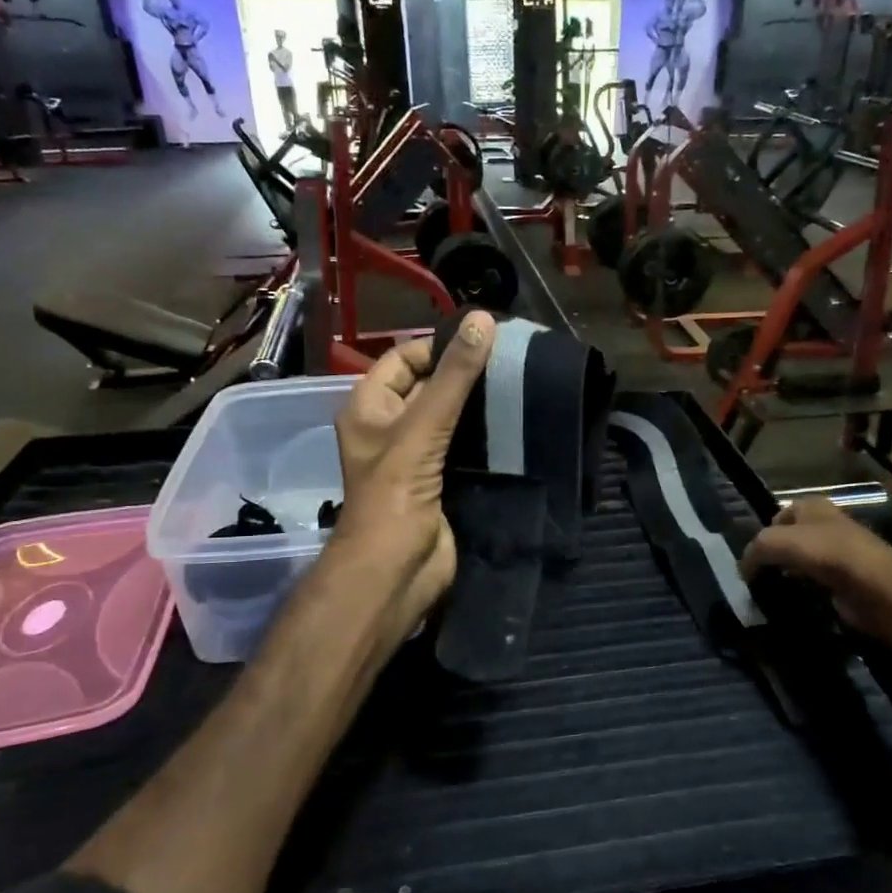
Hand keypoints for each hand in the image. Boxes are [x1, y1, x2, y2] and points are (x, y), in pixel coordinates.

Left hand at [328, 313, 494, 647]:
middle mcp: (390, 427)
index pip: (405, 358)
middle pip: (429, 385)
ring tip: (521, 383)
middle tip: (513, 358)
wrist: (397, 572)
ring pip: (450, 417)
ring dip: (479, 405)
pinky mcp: (440, 479)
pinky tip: (516, 421)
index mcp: (370, 407)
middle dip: (464, 373)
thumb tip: (483, 320)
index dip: (439, 345)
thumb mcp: (423, 428)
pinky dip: (485, 434)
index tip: (486, 338)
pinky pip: (464, 445)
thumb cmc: (395, 496)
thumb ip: (454, 377)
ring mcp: (416, 455)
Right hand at [740, 497, 891, 638]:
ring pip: (804, 561)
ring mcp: (840, 552)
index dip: (764, 532)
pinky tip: (797, 601)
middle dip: (776, 555)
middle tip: (759, 576)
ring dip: (789, 574)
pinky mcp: (848, 579)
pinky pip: (817, 582)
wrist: (874, 585)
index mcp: (812, 505)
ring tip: (773, 591)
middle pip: (791, 538)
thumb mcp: (775, 542)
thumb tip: (742, 570)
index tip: (753, 557)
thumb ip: (754, 550)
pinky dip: (806, 591)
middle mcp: (827, 524)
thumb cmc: (824, 552)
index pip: (779, 513)